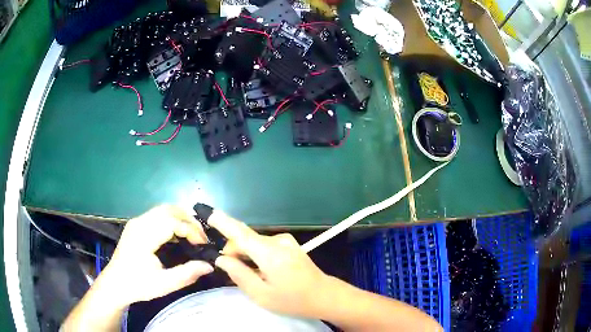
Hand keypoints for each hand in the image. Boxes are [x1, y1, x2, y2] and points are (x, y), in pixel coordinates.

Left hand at [96, 205, 213, 307]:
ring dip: (180, 218)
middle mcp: (140, 223)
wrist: (115, 284)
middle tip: (201, 236)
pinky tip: (178, 235)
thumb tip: (209, 265)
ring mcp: (136, 222)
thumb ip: (187, 274)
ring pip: (163, 209)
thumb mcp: (164, 284)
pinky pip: (157, 215)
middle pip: (169, 209)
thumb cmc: (138, 285)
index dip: (192, 231)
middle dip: (189, 219)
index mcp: (144, 236)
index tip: (203, 245)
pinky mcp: (136, 225)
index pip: (173, 222)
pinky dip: (172, 220)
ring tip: (193, 235)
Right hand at [208, 211, 328, 317]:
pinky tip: (257, 270)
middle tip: (226, 268)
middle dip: (232, 250)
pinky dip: (255, 254)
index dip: (222, 222)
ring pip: (254, 242)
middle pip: (245, 238)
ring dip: (244, 253)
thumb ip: (239, 274)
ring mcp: (286, 241)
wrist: (325, 296)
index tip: (207, 213)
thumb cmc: (293, 300)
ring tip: (244, 273)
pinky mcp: (289, 245)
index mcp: (270, 253)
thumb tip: (221, 259)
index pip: (240, 233)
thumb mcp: (261, 294)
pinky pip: (264, 245)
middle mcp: (278, 241)